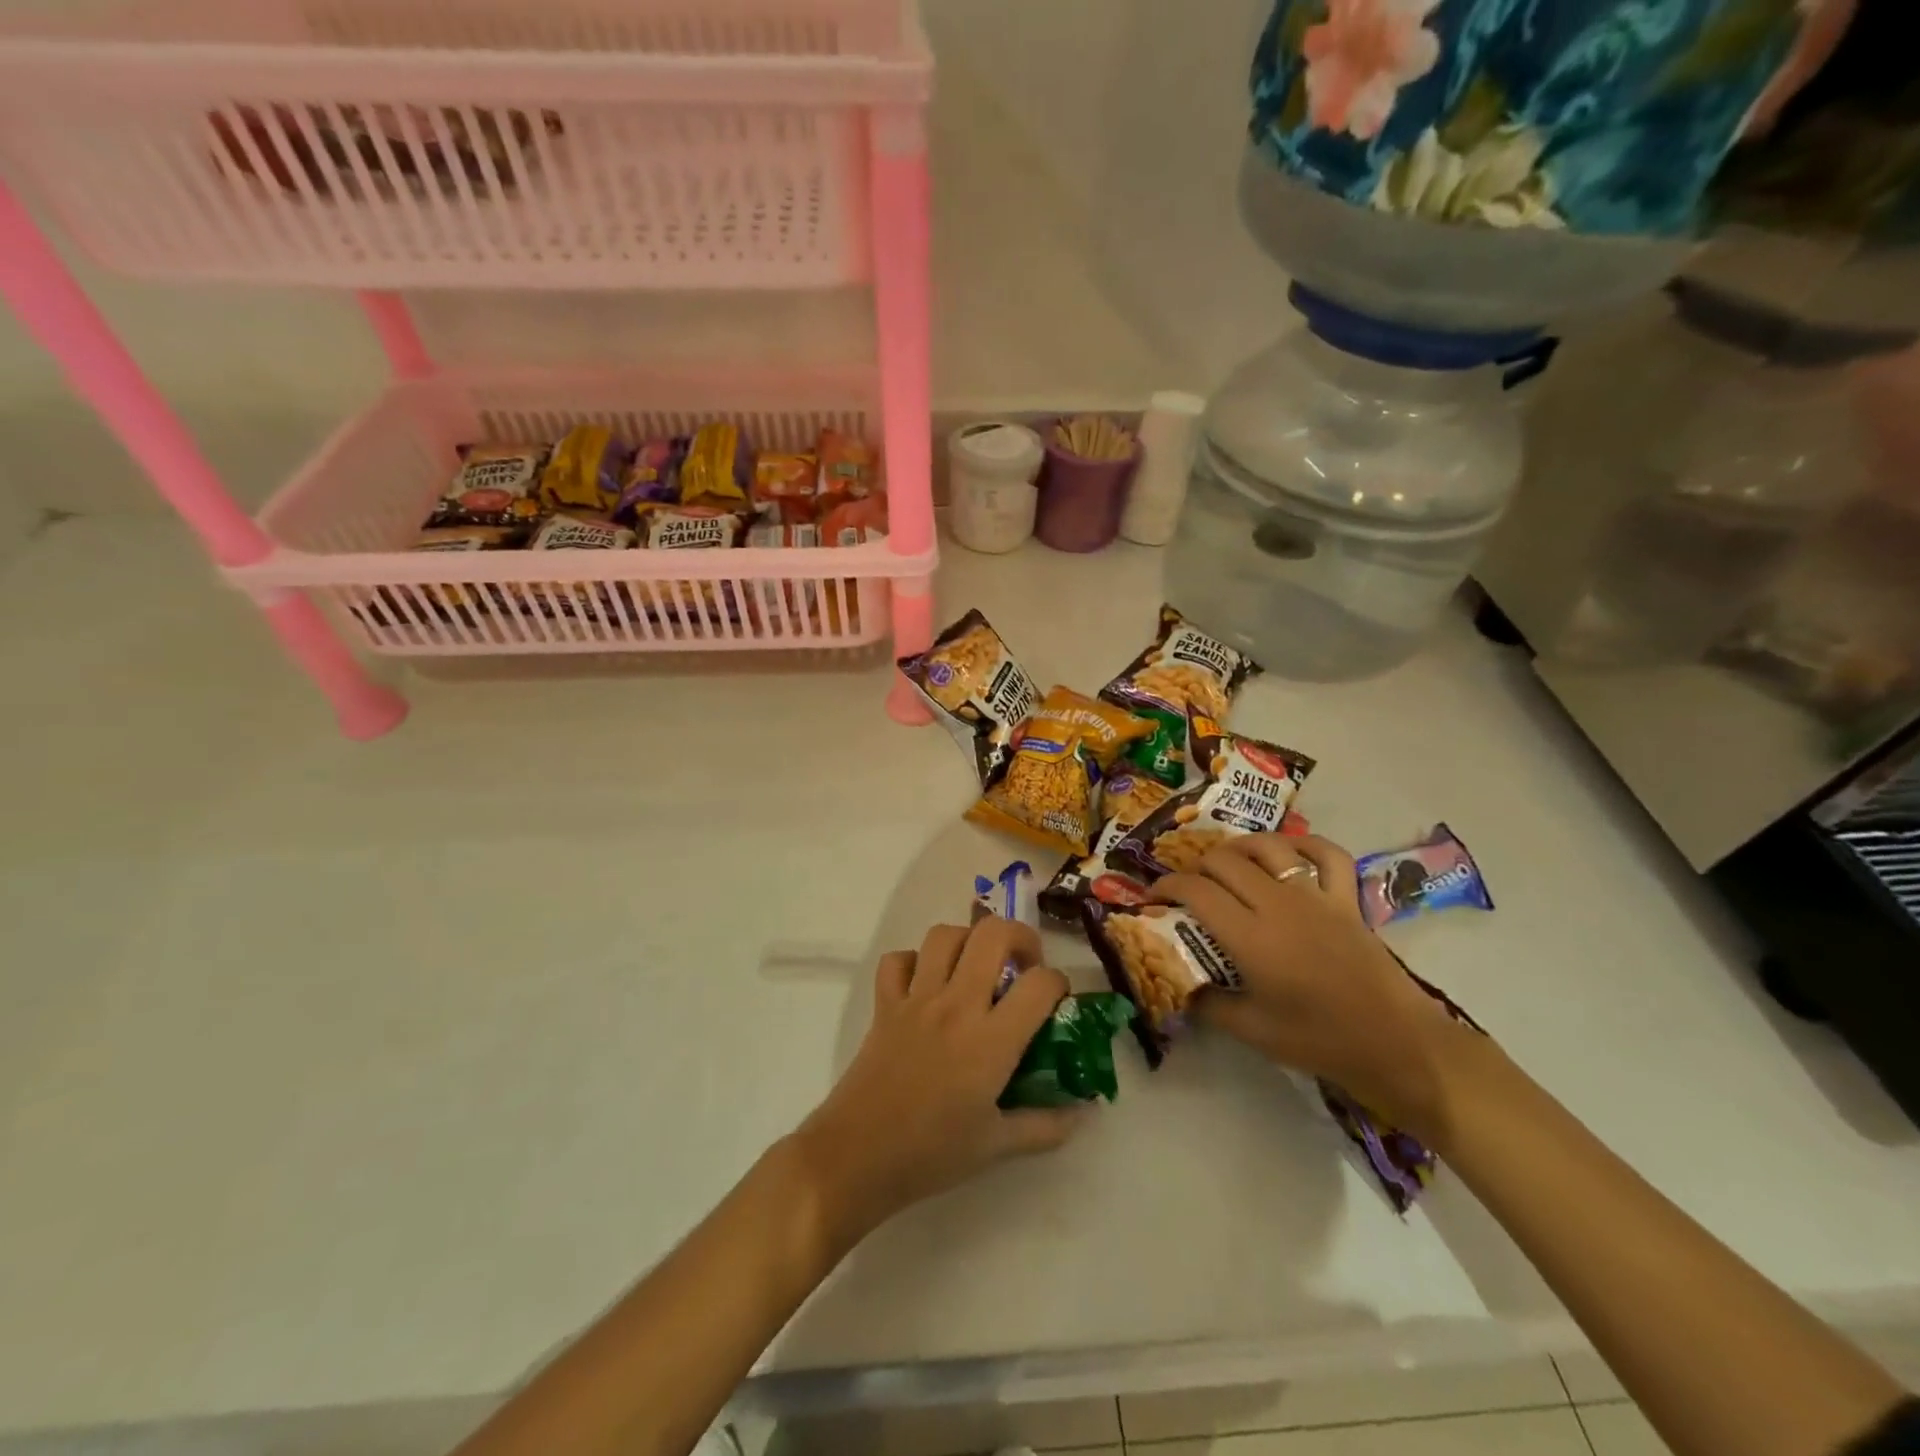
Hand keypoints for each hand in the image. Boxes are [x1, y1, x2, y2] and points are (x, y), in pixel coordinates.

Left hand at [791, 919, 1079, 1250]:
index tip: (1056, 1000)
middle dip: (1019, 936)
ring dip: (968, 941)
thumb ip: (1044, 1126)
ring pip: (945, 935)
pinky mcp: (884, 1004)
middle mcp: (956, 1005)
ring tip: (977, 967)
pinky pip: (898, 960)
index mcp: (991, 1040)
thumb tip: (1082, 1113)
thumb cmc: (931, 1154)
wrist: (856, 1157)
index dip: (1059, 983)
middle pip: (992, 933)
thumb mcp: (997, 1147)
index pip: (1040, 984)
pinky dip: (914, 962)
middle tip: (1023, 965)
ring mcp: (916, 999)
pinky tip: (925, 984)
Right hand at [1153, 834, 1468, 1138]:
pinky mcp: (1346, 898)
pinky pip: (1326, 853)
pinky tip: (1287, 852)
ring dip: (1238, 848)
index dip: (1165, 887)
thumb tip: (1180, 985)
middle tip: (1189, 889)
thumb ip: (1209, 1002)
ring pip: (1268, 847)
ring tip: (1227, 864)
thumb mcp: (1252, 1031)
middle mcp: (1278, 904)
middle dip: (1195, 868)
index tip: (1153, 899)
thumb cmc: (1319, 1040)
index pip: (1195, 891)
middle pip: (1223, 861)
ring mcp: (1316, 896)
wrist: (1396, 1045)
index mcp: (1250, 936)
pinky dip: (1303, 844)